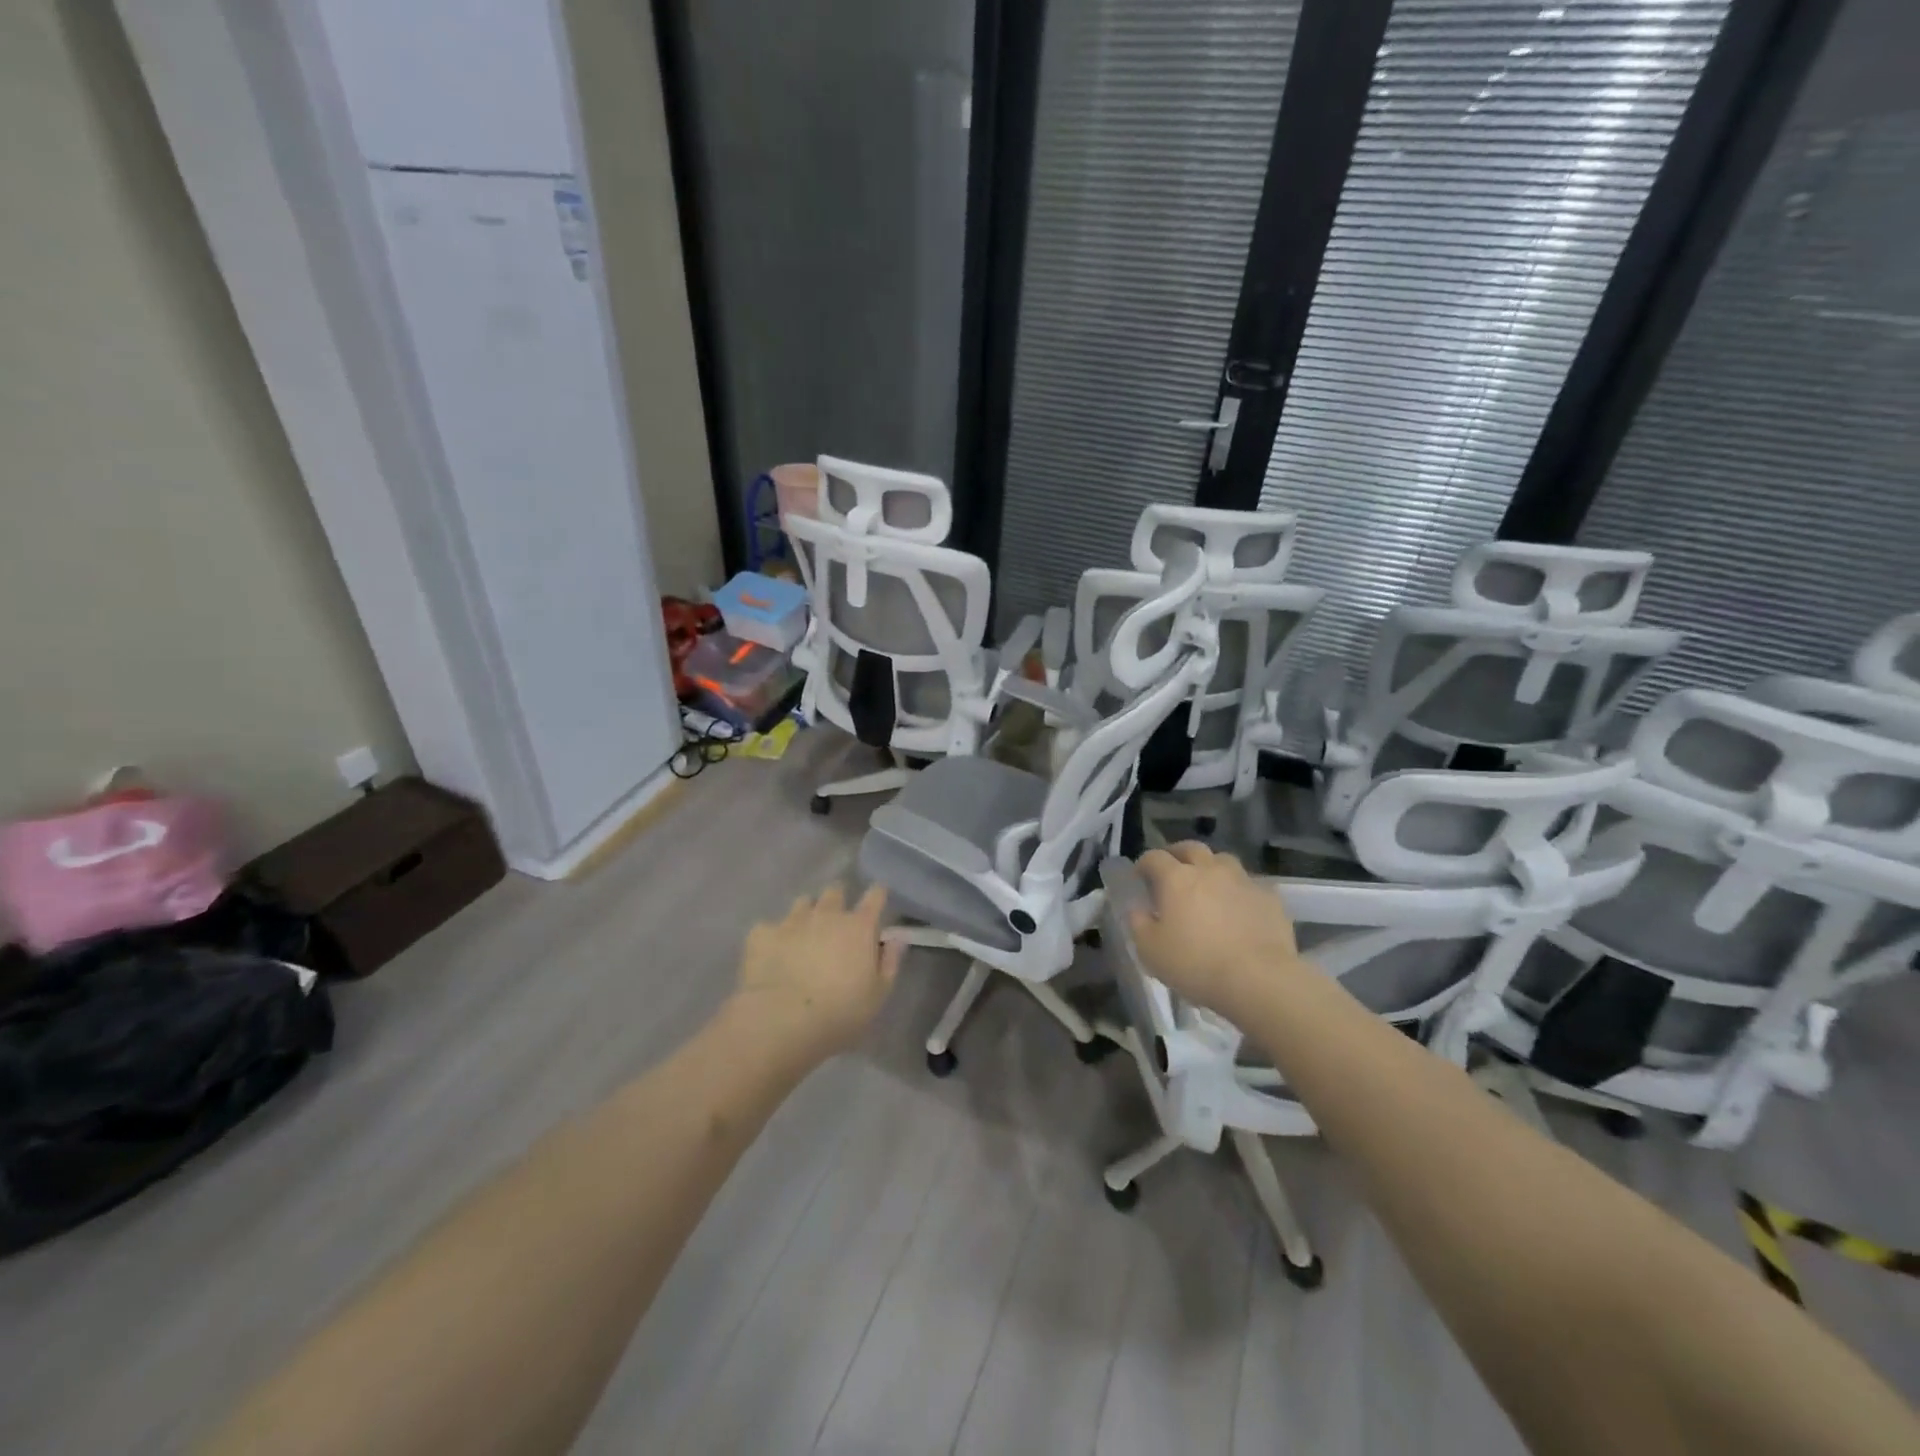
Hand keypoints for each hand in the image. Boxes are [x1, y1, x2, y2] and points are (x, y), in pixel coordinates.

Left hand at [732, 884, 902, 1062]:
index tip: (877, 897)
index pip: (875, 896)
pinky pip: (769, 926)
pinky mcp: (762, 934)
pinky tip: (771, 953)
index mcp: (859, 927)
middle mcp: (826, 914)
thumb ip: (889, 963)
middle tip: (837, 918)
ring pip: (803, 902)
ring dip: (807, 913)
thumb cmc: (839, 1013)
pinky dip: (773, 936)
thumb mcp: (877, 996)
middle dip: (838, 899)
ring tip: (804, 933)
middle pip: (835, 891)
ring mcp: (792, 921)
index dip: (877, 894)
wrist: (780, 1022)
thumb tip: (896, 939)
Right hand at [1130, 843, 1302, 1023]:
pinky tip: (1239, 909)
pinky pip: (1250, 885)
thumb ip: (1138, 924)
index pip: (1154, 858)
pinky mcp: (1270, 897)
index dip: (1144, 864)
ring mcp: (1243, 880)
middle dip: (1178, 854)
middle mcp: (1209, 870)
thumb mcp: (1150, 951)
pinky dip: (1239, 891)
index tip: (1140, 877)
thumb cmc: (1196, 965)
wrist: (1259, 980)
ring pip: (1223, 861)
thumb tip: (1137, 909)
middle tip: (1172, 871)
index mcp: (1176, 878)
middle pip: (1191, 848)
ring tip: (1208, 887)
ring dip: (1211, 868)